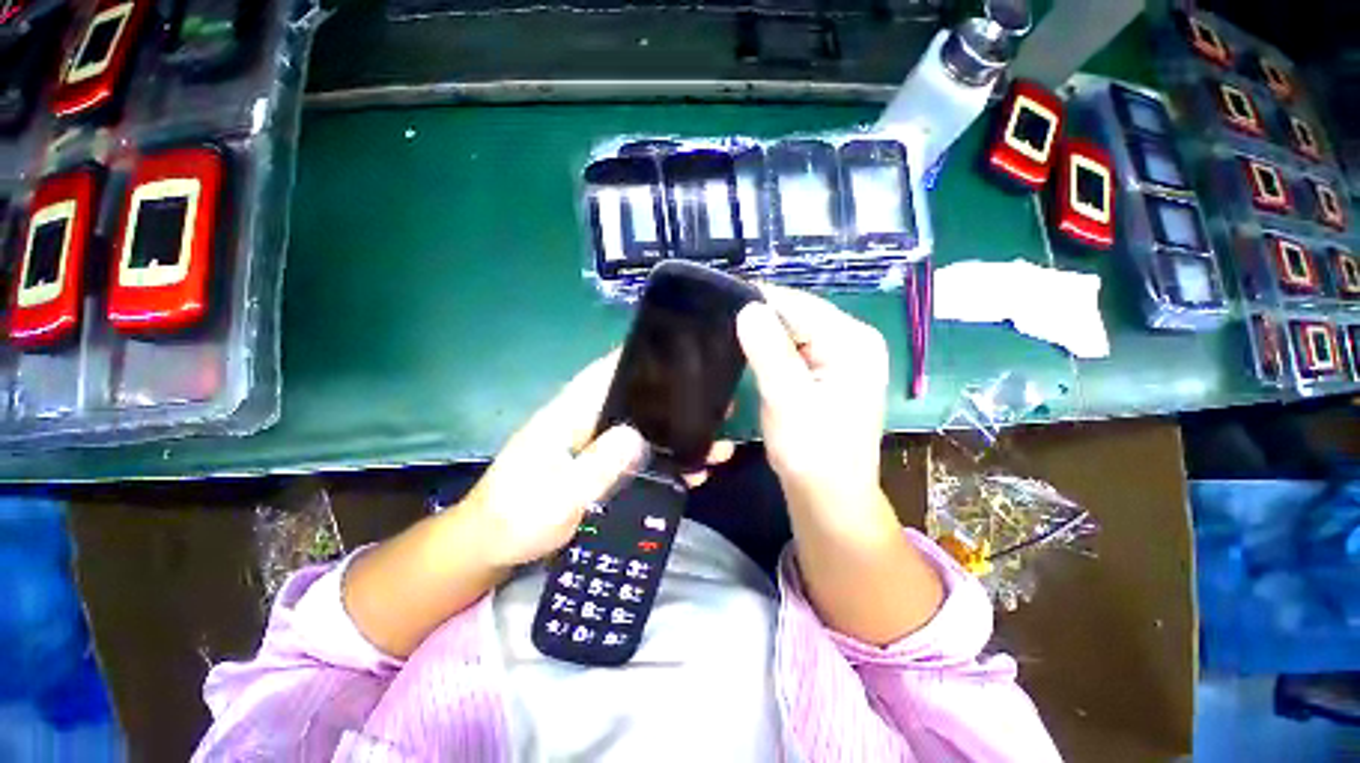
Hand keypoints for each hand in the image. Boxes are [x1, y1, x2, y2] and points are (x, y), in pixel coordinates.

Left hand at [462, 352, 732, 568]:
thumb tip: (639, 436)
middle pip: (637, 400)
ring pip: (645, 429)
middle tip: (718, 405)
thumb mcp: (555, 498)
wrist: (492, 546)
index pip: (607, 373)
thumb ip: (595, 468)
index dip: (642, 359)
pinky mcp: (603, 466)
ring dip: (679, 435)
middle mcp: (587, 421)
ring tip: (718, 444)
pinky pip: (642, 456)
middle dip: (676, 401)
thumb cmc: (515, 517)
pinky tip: (694, 471)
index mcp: (570, 414)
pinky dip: (668, 461)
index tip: (683, 355)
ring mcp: (597, 445)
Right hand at [735, 285, 888, 517]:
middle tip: (721, 333)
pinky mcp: (830, 372)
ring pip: (793, 333)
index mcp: (853, 340)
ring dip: (764, 340)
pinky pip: (795, 350)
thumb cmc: (812, 452)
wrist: (830, 497)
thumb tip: (749, 307)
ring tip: (732, 347)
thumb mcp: (787, 400)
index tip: (719, 310)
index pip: (797, 304)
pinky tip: (753, 362)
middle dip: (760, 324)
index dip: (758, 304)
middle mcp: (854, 340)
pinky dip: (772, 354)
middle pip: (797, 316)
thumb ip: (769, 351)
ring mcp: (843, 357)